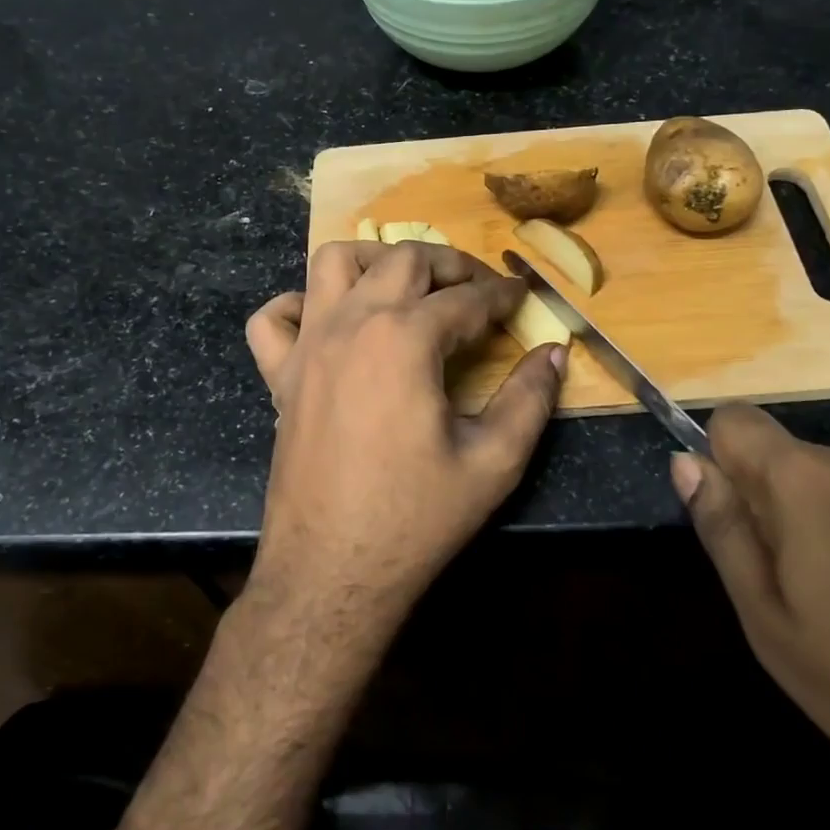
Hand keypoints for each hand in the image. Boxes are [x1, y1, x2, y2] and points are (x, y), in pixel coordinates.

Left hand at [243, 241, 564, 629]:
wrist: (332, 570)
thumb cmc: (416, 517)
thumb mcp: (494, 461)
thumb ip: (530, 398)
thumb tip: (555, 353)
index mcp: (405, 337)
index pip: (466, 298)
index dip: (502, 295)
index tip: (522, 297)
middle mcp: (351, 323)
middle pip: (403, 259)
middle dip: (450, 264)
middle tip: (479, 289)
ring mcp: (307, 345)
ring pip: (333, 263)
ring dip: (375, 261)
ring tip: (407, 286)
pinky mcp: (279, 375)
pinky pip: (274, 317)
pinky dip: (300, 305)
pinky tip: (330, 324)